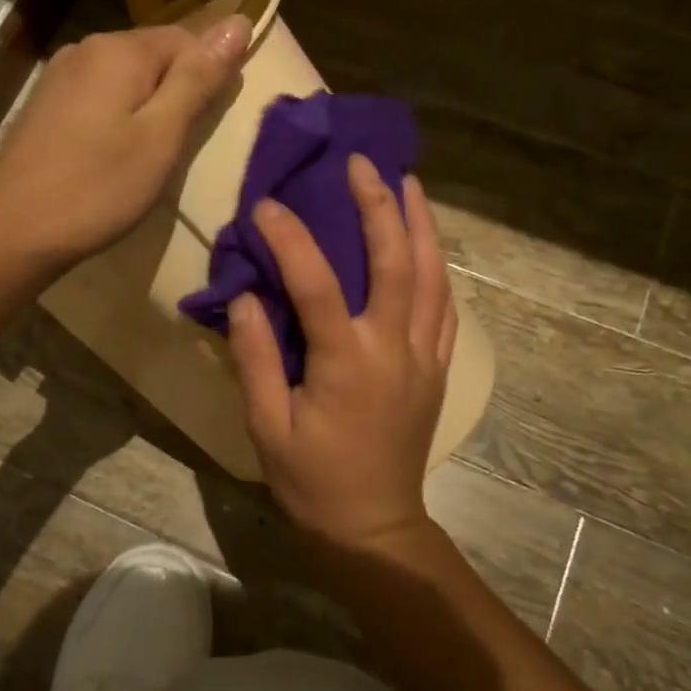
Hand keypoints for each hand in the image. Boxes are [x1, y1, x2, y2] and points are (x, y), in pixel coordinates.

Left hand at [0, 18, 249, 265]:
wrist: (16, 230)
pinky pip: (96, 97)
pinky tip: (111, 154)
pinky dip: (115, 117)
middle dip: (175, 92)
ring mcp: (58, 76)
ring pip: (123, 78)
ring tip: (148, 155)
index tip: (209, 124)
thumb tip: (238, 22)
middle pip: (152, 56)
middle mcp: (85, 49)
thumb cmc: (98, 188)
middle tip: (178, 148)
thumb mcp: (161, 137)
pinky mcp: (43, 105)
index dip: (208, 76)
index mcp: (119, 50)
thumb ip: (197, 80)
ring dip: (145, 107)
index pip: (186, 39)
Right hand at [227, 154, 457, 546]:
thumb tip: (245, 298)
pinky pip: (444, 307)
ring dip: (421, 225)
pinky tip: (427, 246)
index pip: (318, 283)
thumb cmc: (311, 480)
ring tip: (409, 183)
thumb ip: (255, 358)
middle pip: (396, 262)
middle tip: (363, 163)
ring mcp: (423, 357)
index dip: (291, 239)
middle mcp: (394, 349)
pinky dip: (437, 267)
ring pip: (433, 276)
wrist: (374, 527)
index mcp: (346, 363)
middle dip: (379, 205)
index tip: (266, 205)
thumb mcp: (266, 426)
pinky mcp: (437, 370)